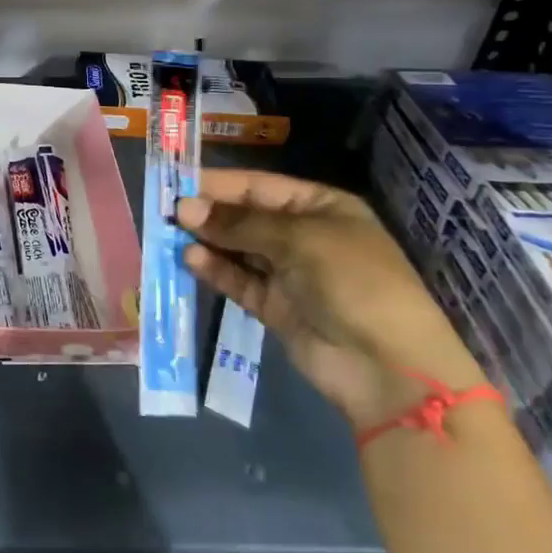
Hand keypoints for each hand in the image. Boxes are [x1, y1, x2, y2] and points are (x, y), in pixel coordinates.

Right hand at [177, 169, 488, 433]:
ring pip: (237, 249)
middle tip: (163, 211)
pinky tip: (190, 260)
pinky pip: (239, 281)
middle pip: (244, 216)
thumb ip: (239, 223)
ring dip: (206, 242)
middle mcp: (303, 235)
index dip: (218, 184)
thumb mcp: (298, 240)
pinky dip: (215, 270)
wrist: (389, 369)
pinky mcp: (275, 307)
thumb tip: (184, 208)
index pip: (258, 186)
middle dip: (207, 213)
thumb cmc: (353, 283)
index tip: (175, 184)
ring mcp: (289, 273)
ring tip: (168, 236)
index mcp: (320, 207)